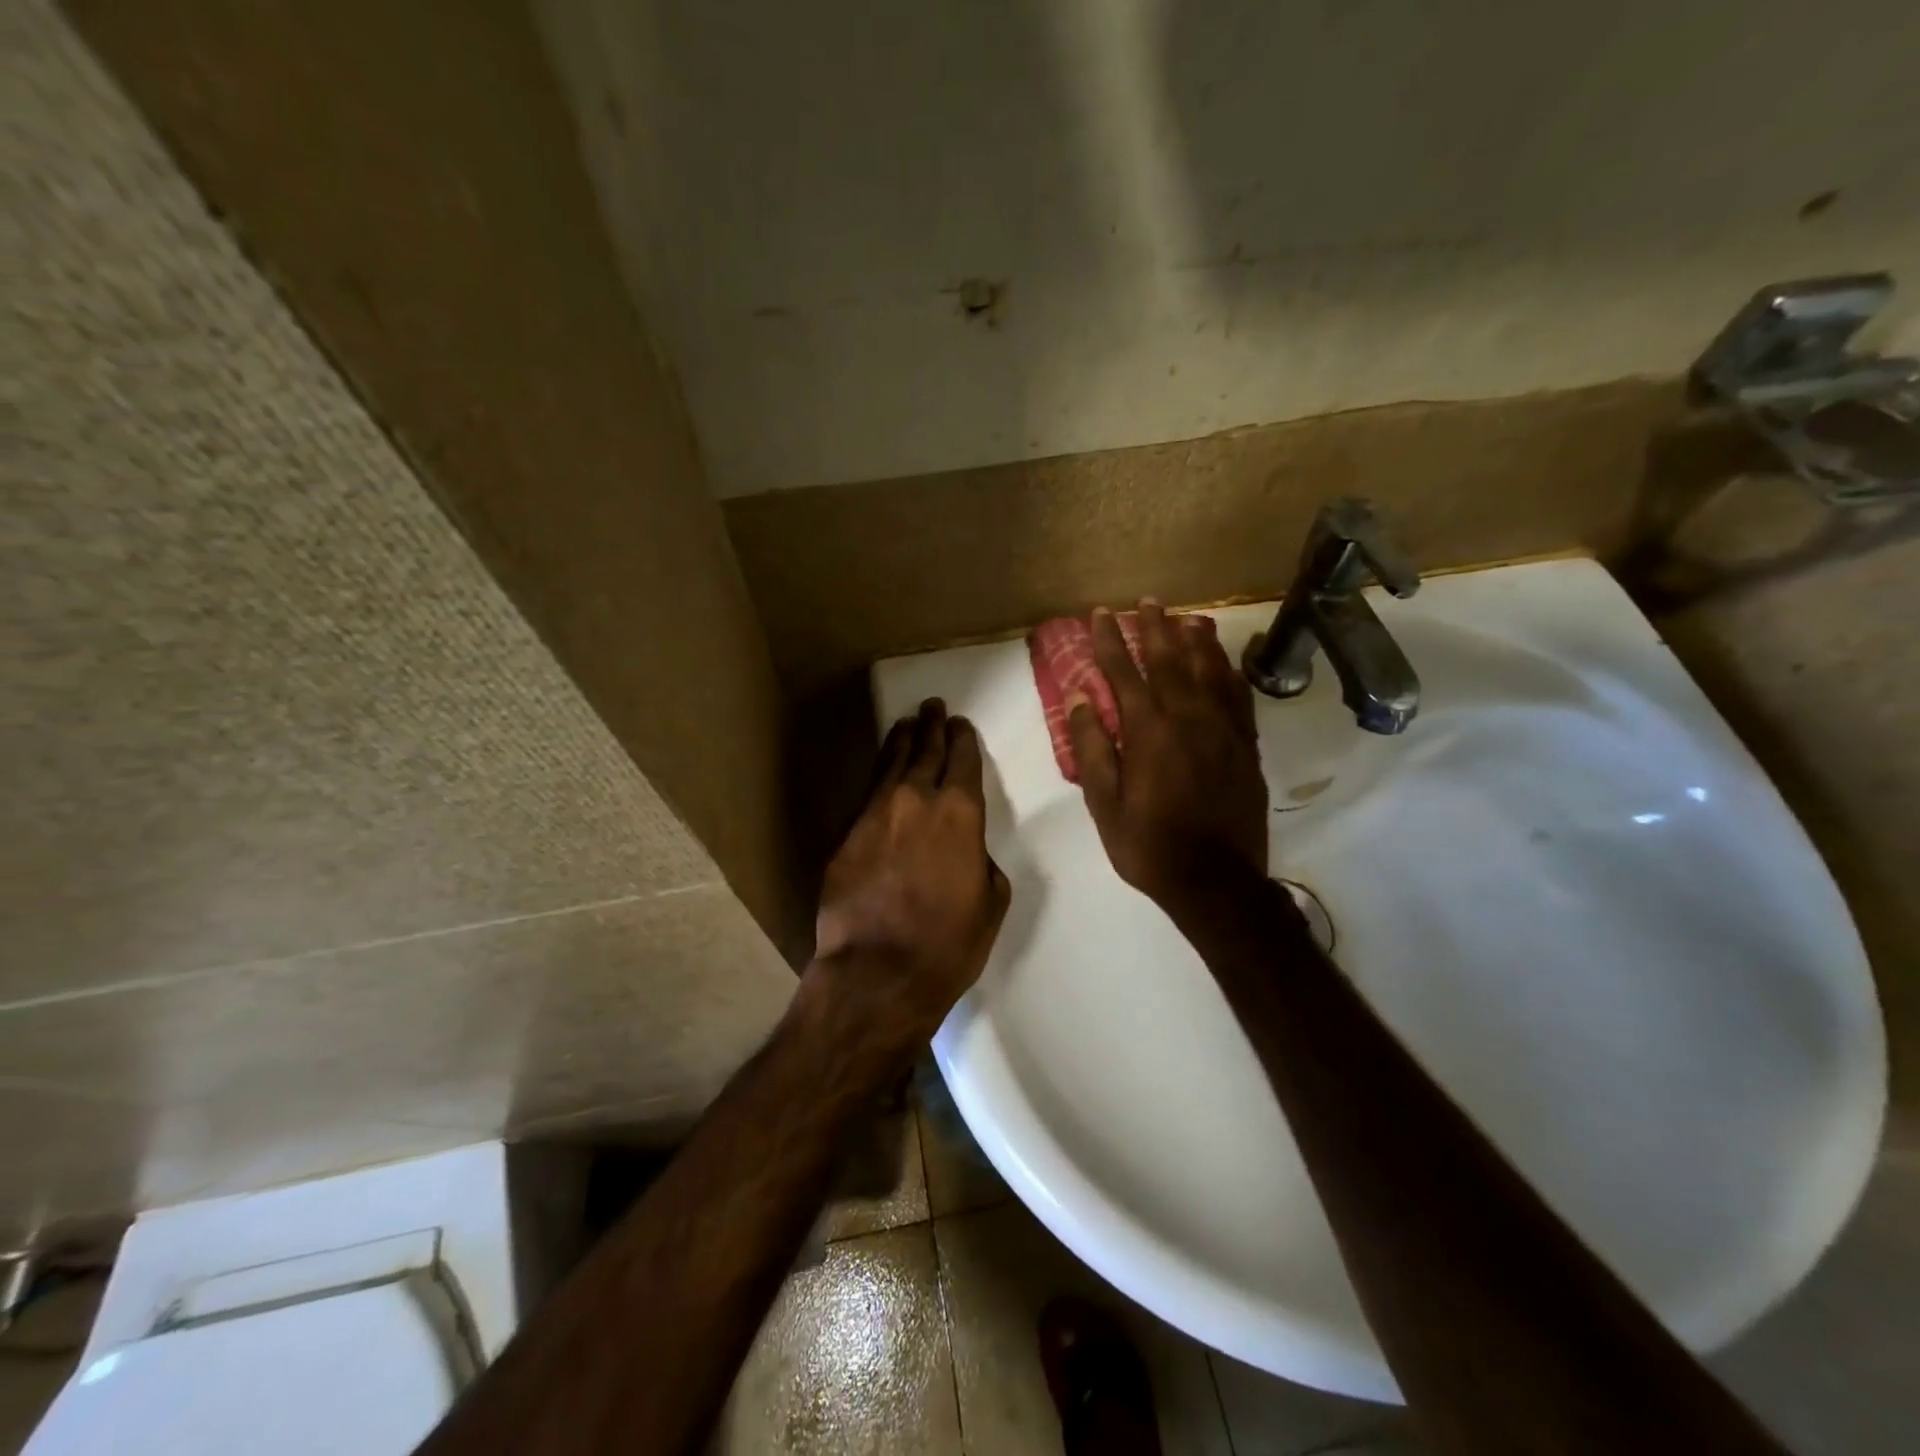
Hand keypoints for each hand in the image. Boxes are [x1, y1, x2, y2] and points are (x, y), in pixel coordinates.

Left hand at [812, 699, 1011, 1044]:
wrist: (877, 971)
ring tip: (907, 724)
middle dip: (932, 727)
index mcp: (960, 812)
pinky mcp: (847, 833)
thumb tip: (967, 850)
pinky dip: (879, 774)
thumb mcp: (990, 902)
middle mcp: (916, 799)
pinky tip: (882, 770)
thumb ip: (981, 861)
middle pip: (925, 751)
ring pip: (891, 763)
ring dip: (902, 741)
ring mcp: (875, 813)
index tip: (960, 725)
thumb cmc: (948, 943)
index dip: (962, 739)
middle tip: (933, 707)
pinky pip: (867, 792)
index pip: (962, 760)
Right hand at [1068, 602, 1268, 913]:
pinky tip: (1224, 662)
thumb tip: (1081, 698)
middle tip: (1148, 601)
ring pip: (1210, 671)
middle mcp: (1189, 719)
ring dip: (1195, 641)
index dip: (1109, 641)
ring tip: (1187, 618)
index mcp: (1149, 732)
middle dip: (1155, 628)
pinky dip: (1229, 672)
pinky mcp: (1246, 746)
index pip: (1124, 673)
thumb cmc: (1149, 846)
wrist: (1216, 881)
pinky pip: (1238, 697)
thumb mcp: (1104, 804)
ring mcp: (1223, 730)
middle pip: (1170, 661)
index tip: (1100, 615)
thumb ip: (1092, 747)